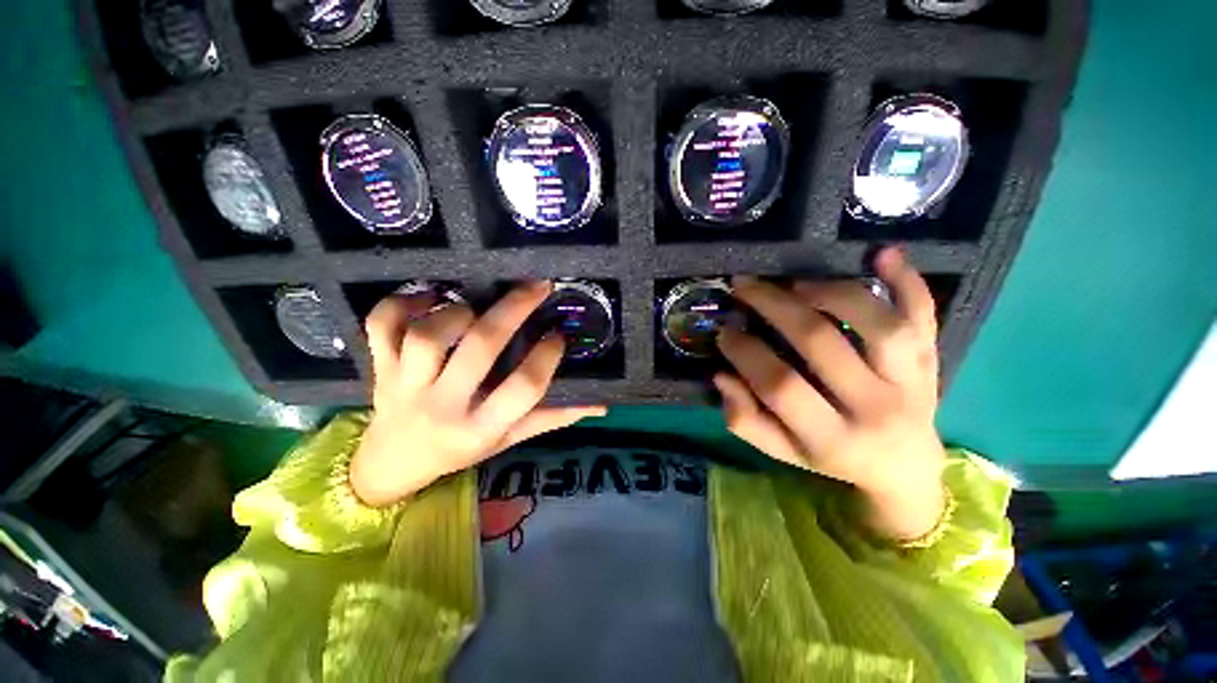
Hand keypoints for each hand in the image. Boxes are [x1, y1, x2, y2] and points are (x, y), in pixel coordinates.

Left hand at [350, 282, 606, 506]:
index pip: (523, 389)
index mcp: (480, 428)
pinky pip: (382, 326)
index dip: (546, 357)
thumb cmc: (460, 450)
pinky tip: (428, 299)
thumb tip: (600, 403)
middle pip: (479, 348)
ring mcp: (405, 385)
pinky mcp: (380, 367)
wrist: (393, 462)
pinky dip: (401, 303)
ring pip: (428, 335)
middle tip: (538, 287)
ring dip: (458, 311)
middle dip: (514, 310)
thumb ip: (553, 418)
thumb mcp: (510, 439)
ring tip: (477, 305)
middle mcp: (443, 405)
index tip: (559, 335)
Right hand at [714, 247, 946, 540]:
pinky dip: (909, 280)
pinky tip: (882, 253)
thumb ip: (746, 420)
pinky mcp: (931, 359)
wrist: (906, 468)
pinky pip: (926, 315)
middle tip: (744, 287)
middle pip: (822, 344)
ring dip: (832, 292)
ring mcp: (912, 380)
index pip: (780, 386)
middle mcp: (876, 408)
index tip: (724, 331)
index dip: (745, 353)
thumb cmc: (833, 458)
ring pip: (878, 324)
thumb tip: (723, 376)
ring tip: (794, 283)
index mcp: (832, 439)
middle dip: (773, 307)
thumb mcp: (782, 451)